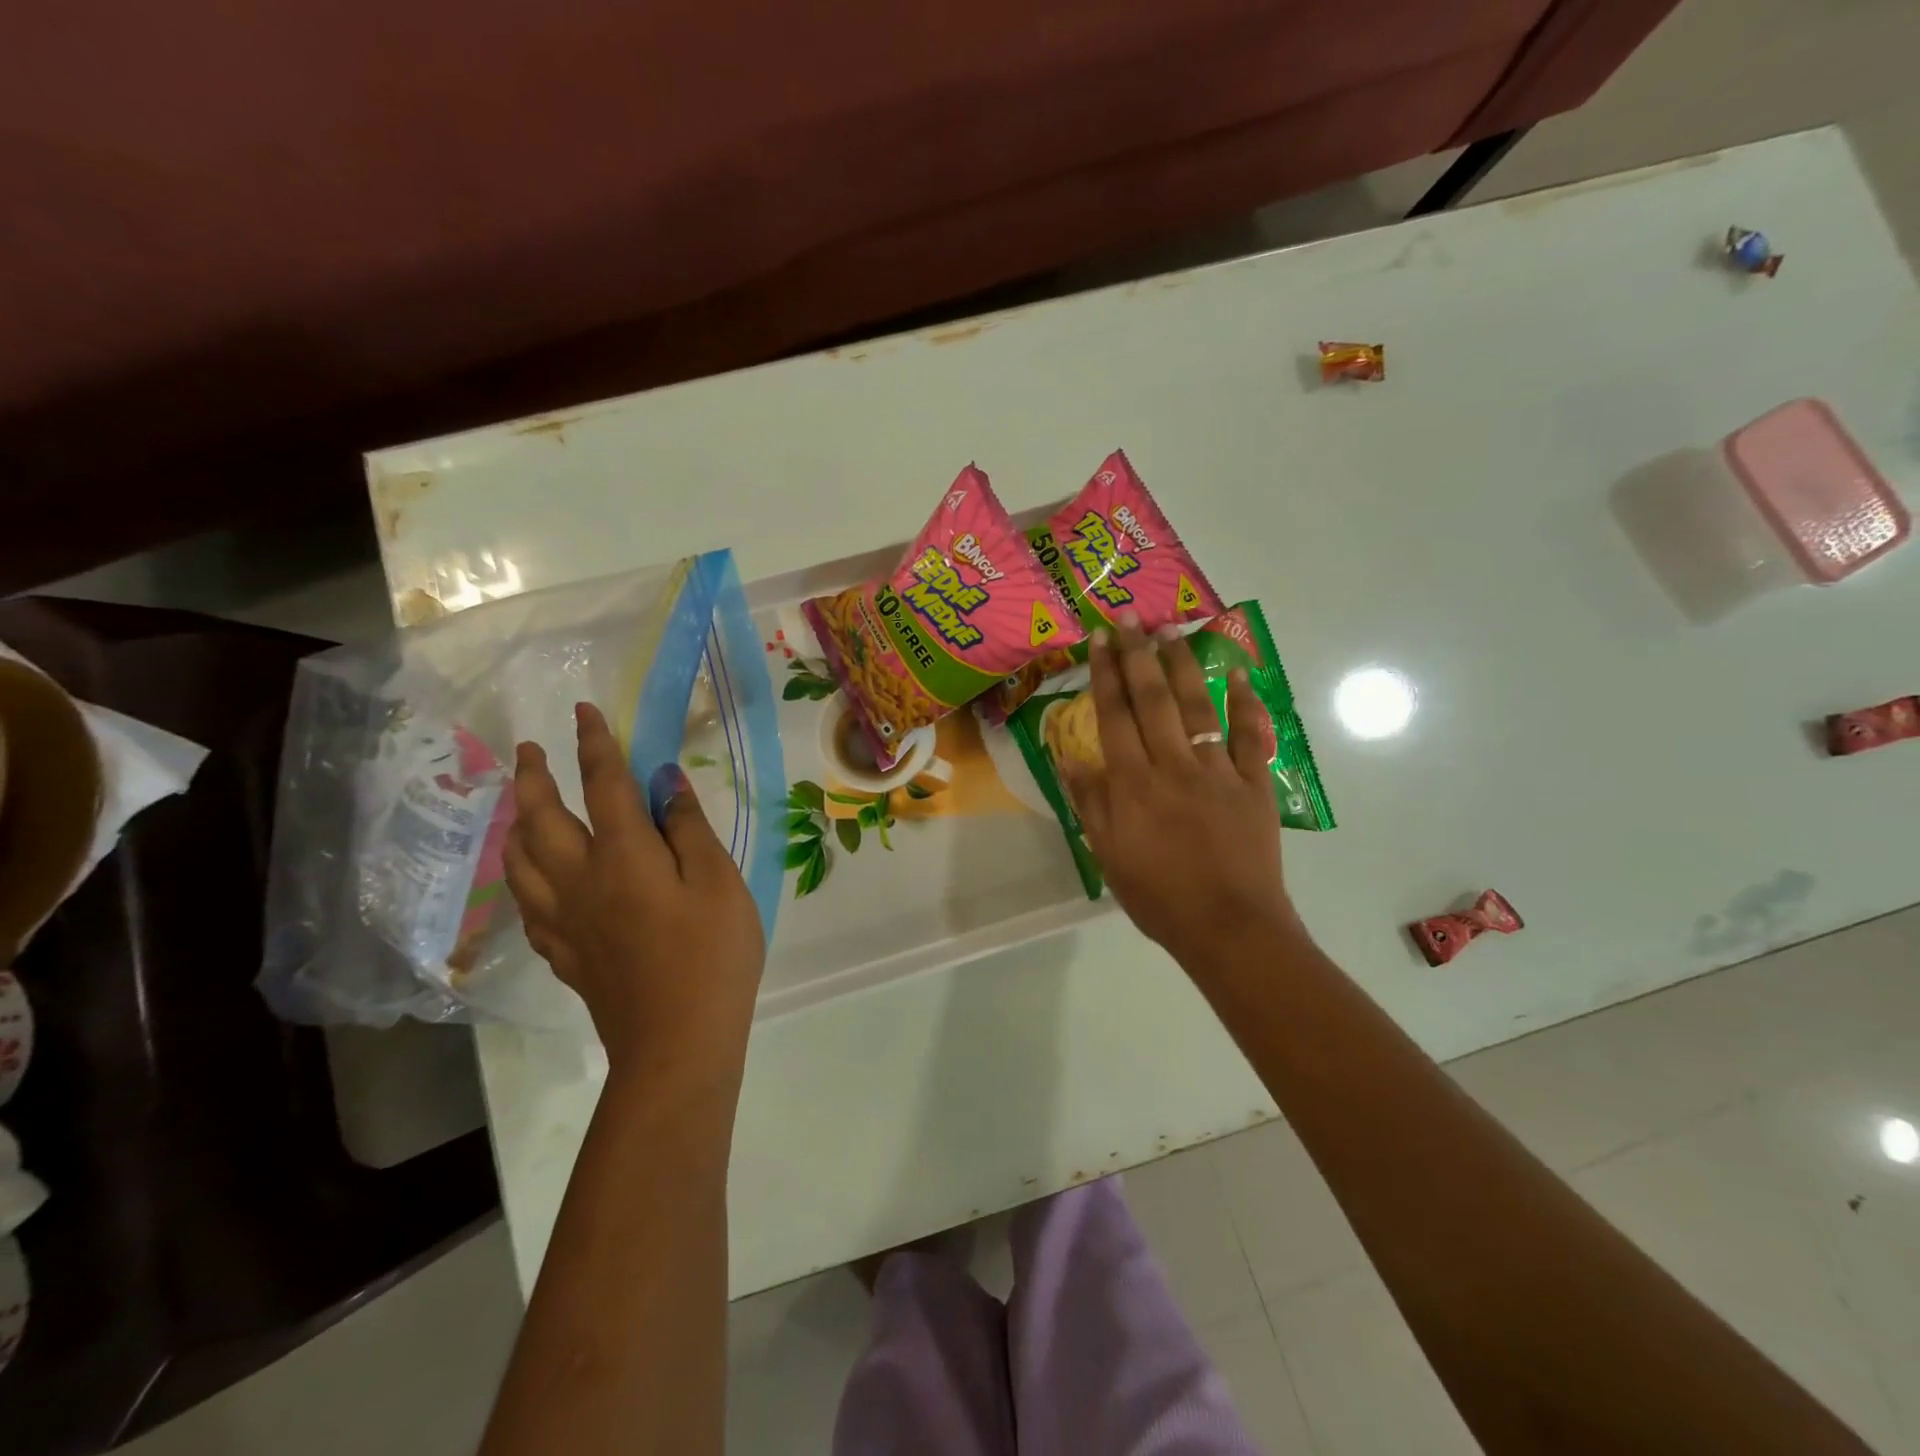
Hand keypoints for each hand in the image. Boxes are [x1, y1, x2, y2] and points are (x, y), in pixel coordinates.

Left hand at [505, 702, 764, 1086]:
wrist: (678, 1041)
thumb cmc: (712, 955)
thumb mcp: (719, 883)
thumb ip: (690, 830)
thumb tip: (666, 783)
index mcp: (625, 857)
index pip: (603, 786)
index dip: (593, 744)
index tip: (582, 711)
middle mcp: (581, 881)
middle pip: (541, 819)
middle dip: (533, 777)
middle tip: (530, 750)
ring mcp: (564, 921)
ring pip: (520, 860)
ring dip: (515, 822)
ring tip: (518, 804)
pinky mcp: (563, 953)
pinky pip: (526, 903)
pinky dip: (521, 875)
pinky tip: (530, 876)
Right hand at [1059, 616, 1302, 973]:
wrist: (1230, 928)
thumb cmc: (1159, 897)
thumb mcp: (1108, 856)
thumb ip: (1090, 803)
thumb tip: (1068, 757)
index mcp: (1134, 784)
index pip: (1114, 716)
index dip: (1105, 674)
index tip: (1100, 639)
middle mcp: (1173, 765)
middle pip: (1153, 700)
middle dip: (1139, 655)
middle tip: (1129, 617)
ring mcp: (1218, 771)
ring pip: (1199, 706)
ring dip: (1183, 666)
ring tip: (1170, 631)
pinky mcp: (1254, 784)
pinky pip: (1250, 736)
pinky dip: (1247, 703)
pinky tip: (1238, 674)